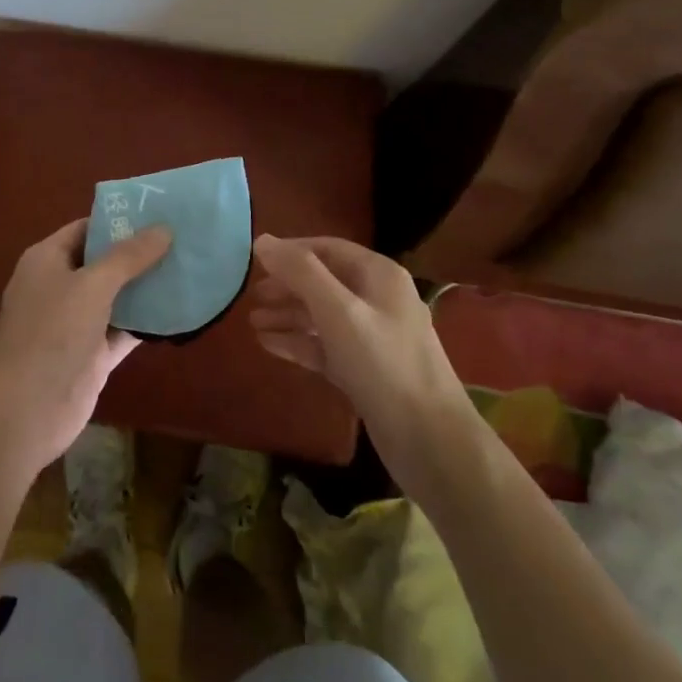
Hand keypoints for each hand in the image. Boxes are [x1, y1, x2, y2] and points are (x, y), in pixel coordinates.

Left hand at [0, 218, 170, 477]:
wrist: (24, 411)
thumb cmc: (52, 333)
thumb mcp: (92, 285)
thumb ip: (128, 256)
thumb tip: (163, 228)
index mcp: (47, 260)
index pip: (85, 229)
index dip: (119, 220)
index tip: (159, 213)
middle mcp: (60, 287)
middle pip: (104, 262)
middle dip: (139, 253)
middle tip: (183, 239)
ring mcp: (75, 324)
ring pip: (116, 297)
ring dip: (146, 288)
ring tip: (188, 268)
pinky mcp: (91, 356)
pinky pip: (122, 330)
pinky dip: (146, 323)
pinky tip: (179, 311)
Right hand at [249, 234, 475, 491]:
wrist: (430, 441)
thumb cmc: (383, 365)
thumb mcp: (338, 311)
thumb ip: (300, 273)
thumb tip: (262, 240)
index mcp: (379, 275)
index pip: (327, 248)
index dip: (290, 251)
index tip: (253, 260)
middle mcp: (378, 299)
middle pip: (323, 282)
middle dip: (286, 286)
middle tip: (250, 296)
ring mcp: (373, 336)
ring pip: (322, 316)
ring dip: (288, 315)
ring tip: (253, 322)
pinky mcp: (366, 370)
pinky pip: (326, 346)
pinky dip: (299, 342)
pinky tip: (269, 345)